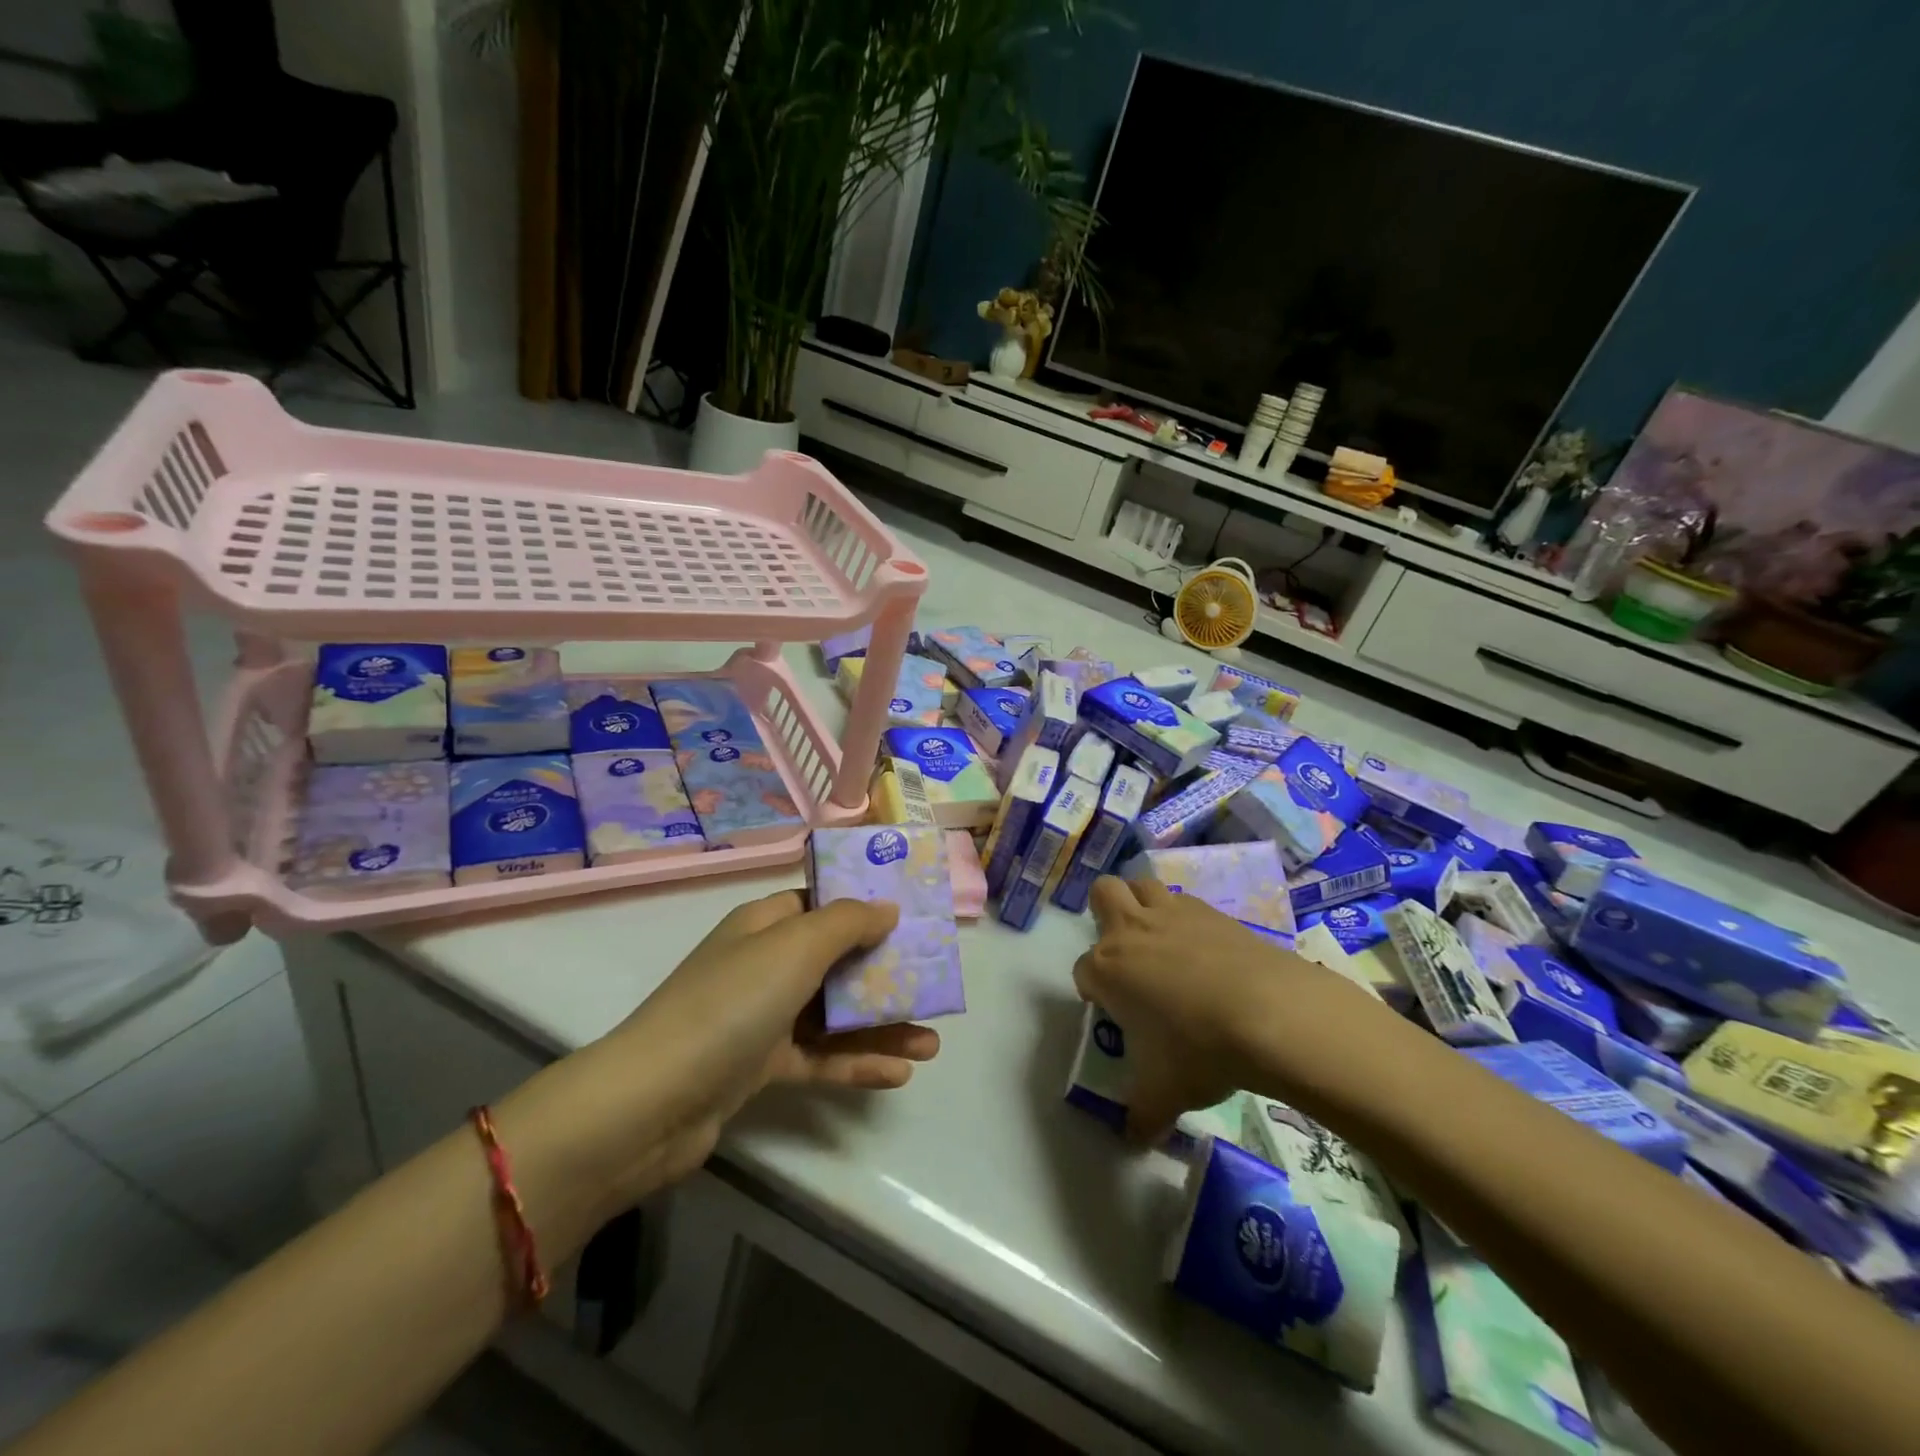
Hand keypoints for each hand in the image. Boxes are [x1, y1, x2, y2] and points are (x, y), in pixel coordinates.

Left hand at [510, 892, 939, 1215]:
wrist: (653, 1102)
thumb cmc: (732, 1004)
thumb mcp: (795, 946)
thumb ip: (847, 922)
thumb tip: (887, 907)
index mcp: (765, 925)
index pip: (821, 903)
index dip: (865, 906)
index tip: (911, 916)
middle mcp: (764, 965)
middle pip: (836, 960)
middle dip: (885, 972)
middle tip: (933, 982)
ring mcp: (762, 1018)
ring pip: (834, 1014)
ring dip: (881, 1026)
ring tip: (932, 1043)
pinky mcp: (761, 1067)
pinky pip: (819, 1058)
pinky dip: (856, 1063)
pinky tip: (899, 1075)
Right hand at [1072, 876, 1389, 1143]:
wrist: (1268, 1013)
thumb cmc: (1199, 1051)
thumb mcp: (1164, 1093)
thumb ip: (1142, 1114)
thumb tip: (1135, 1140)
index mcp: (1108, 969)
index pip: (1083, 971)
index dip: (1095, 993)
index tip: (1116, 1015)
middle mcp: (1131, 930)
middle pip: (1103, 893)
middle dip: (1106, 914)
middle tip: (1127, 952)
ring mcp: (1172, 914)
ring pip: (1142, 884)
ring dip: (1143, 904)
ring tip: (1161, 940)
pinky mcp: (1210, 910)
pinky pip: (1185, 901)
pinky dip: (1185, 918)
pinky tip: (1204, 949)